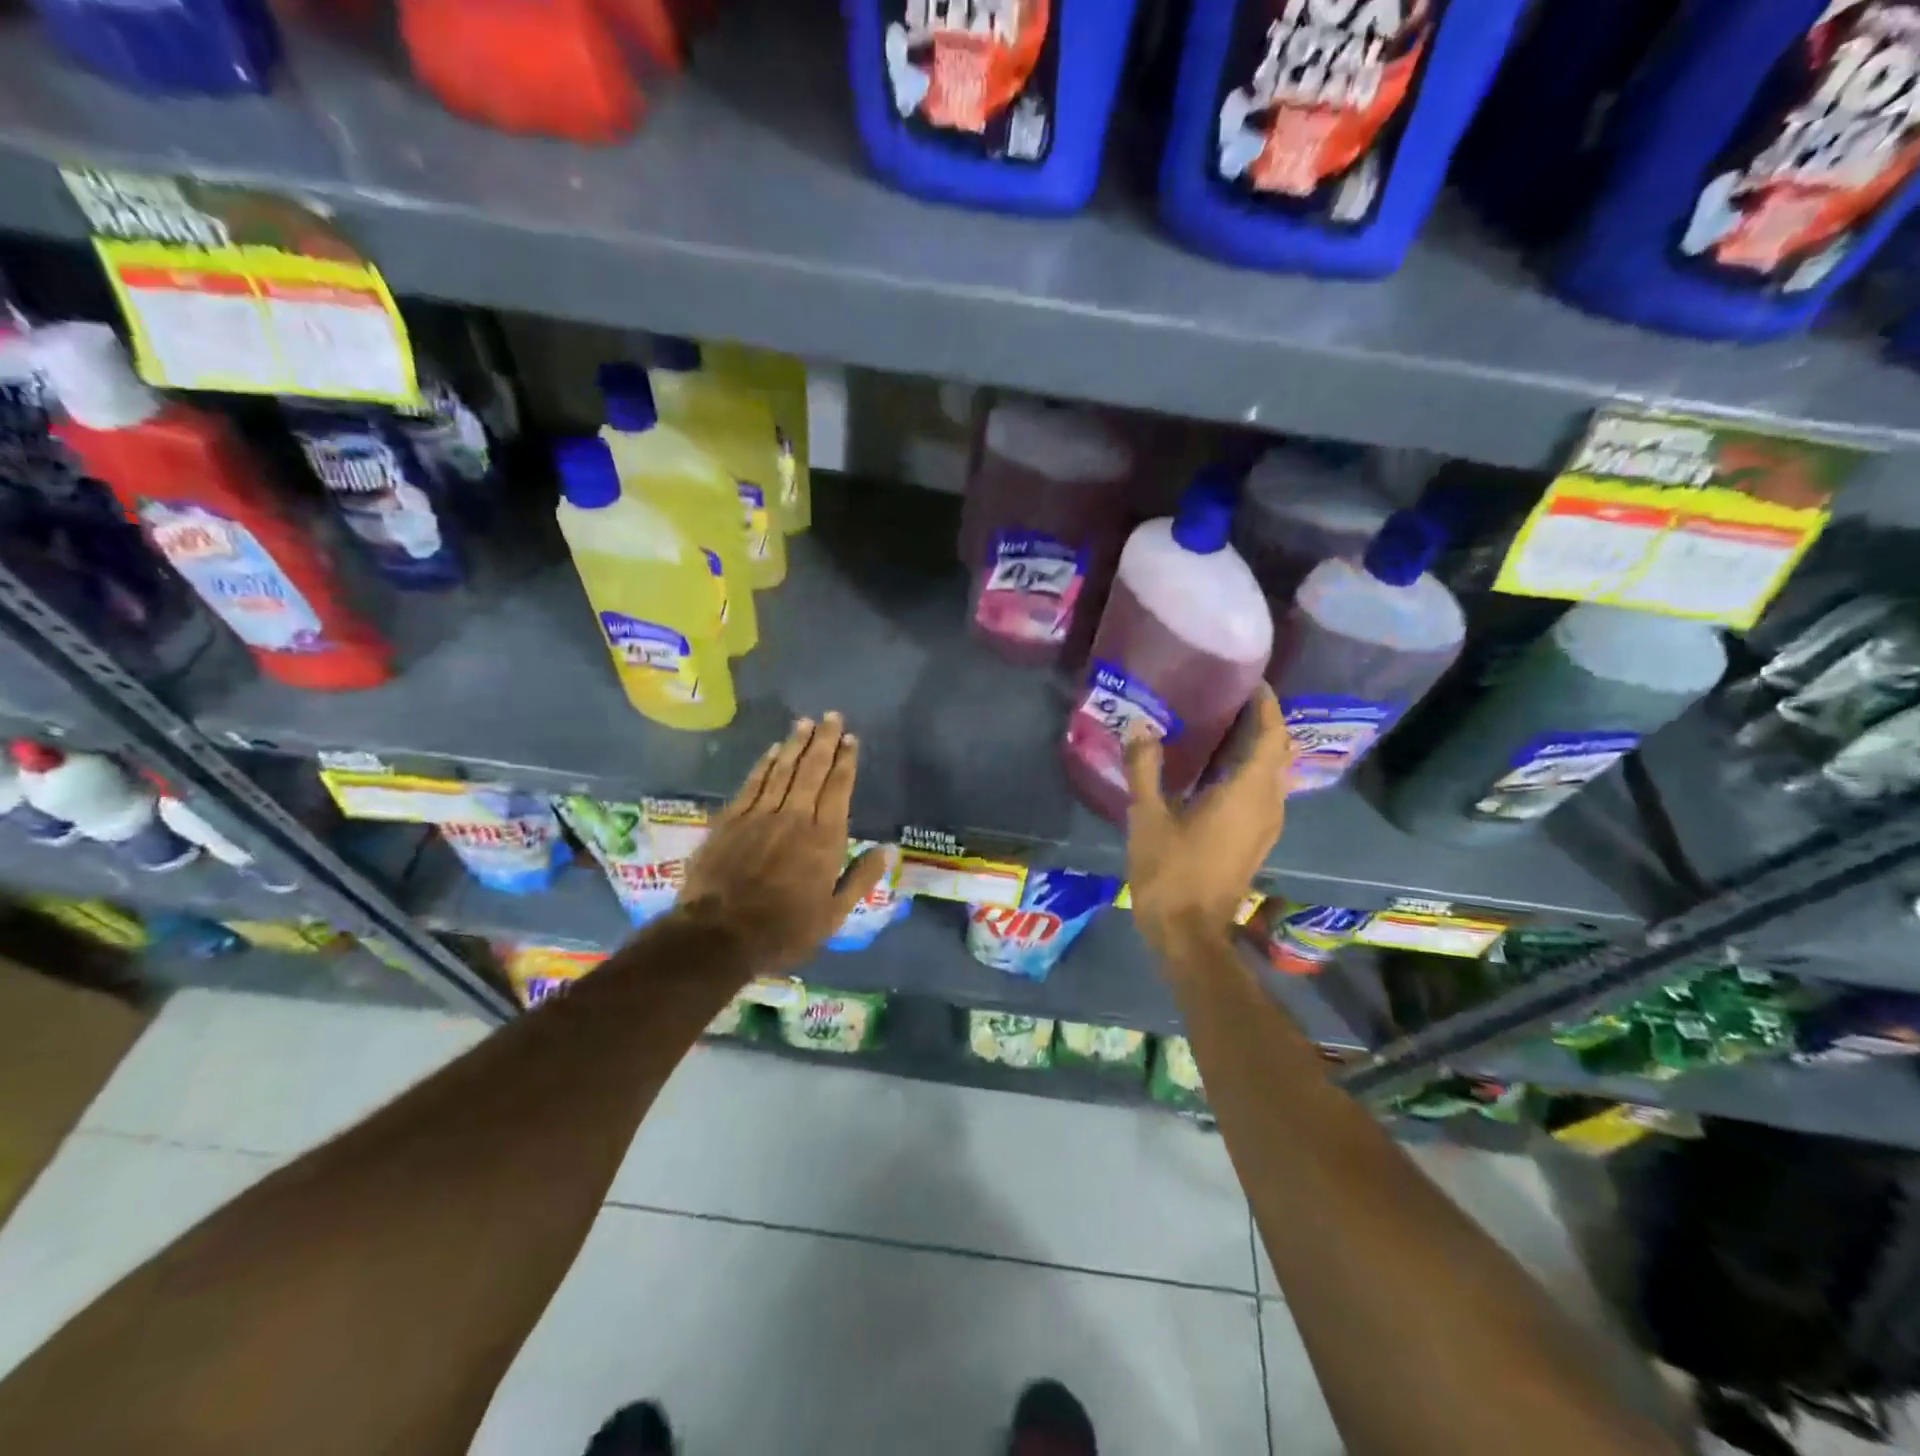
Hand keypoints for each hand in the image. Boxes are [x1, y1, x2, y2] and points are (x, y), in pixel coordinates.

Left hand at [676, 713, 890, 977]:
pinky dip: (764, 764)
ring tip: (806, 723)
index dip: (846, 761)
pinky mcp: (731, 820)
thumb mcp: (833, 914)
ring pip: (782, 770)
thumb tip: (888, 849)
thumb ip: (861, 878)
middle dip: (824, 741)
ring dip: (796, 744)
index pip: (839, 789)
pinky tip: (773, 751)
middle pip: (812, 770)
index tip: (851, 739)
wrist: (718, 935)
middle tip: (832, 716)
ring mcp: (760, 815)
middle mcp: (794, 817)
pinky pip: (753, 783)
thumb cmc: (783, 930)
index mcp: (824, 839)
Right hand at [1124, 686, 1291, 959]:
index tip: (1251, 682)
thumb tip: (1140, 728)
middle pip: (1278, 752)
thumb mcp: (1147, 817)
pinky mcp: (1257, 840)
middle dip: (1263, 722)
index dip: (1266, 706)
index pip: (1271, 736)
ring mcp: (1266, 826)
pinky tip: (1218, 769)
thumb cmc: (1170, 872)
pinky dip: (1251, 771)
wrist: (1189, 933)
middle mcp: (1267, 805)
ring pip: (1273, 773)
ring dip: (1258, 747)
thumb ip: (1144, 769)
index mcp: (1247, 793)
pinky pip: (1264, 792)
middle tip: (1232, 699)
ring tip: (1224, 726)